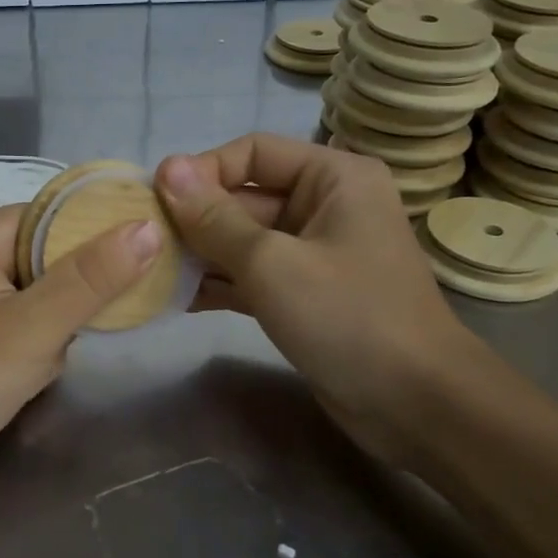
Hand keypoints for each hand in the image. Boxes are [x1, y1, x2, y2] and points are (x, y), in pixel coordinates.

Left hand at [0, 204, 161, 497]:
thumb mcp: (32, 330)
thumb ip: (92, 279)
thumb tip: (148, 227)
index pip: (56, 219)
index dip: (97, 244)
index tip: (134, 277)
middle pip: (48, 257)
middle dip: (67, 303)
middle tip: (64, 338)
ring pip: (36, 294)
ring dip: (50, 330)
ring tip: (34, 365)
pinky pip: (15, 319)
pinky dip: (29, 345)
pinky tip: (18, 376)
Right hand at [155, 135, 480, 451]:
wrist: (416, 405)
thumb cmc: (348, 317)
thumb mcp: (272, 262)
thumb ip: (214, 219)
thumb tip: (165, 169)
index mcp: (332, 177)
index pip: (252, 152)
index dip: (201, 171)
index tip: (154, 199)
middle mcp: (324, 206)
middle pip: (244, 198)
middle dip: (194, 219)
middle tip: (142, 241)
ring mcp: (314, 253)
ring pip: (243, 240)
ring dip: (199, 254)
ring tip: (149, 270)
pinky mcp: (304, 295)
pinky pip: (251, 276)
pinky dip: (218, 284)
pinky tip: (173, 298)